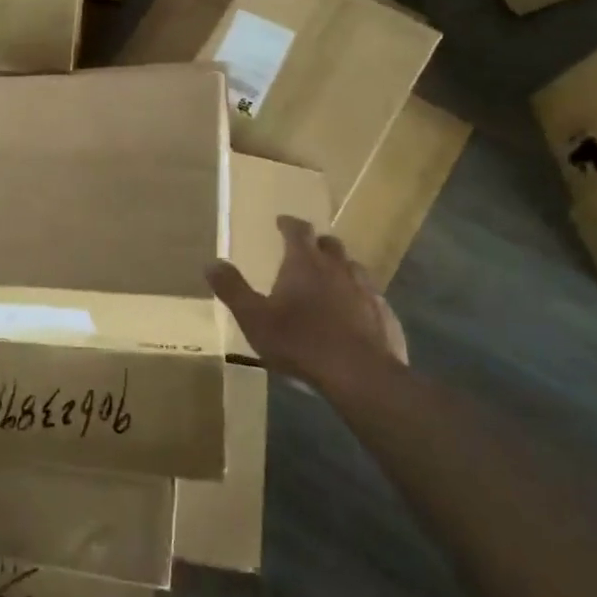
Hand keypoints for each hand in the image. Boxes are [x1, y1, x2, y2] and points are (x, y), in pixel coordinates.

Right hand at [207, 217, 407, 398]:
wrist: (360, 375)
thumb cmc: (300, 342)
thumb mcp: (254, 317)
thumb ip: (232, 289)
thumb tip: (211, 263)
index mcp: (305, 263)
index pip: (298, 231)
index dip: (288, 224)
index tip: (281, 222)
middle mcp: (338, 268)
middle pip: (330, 244)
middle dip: (317, 244)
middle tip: (305, 251)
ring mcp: (366, 291)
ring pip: (354, 268)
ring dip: (340, 269)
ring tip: (329, 281)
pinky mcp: (384, 315)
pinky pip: (371, 298)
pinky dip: (359, 298)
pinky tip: (353, 315)